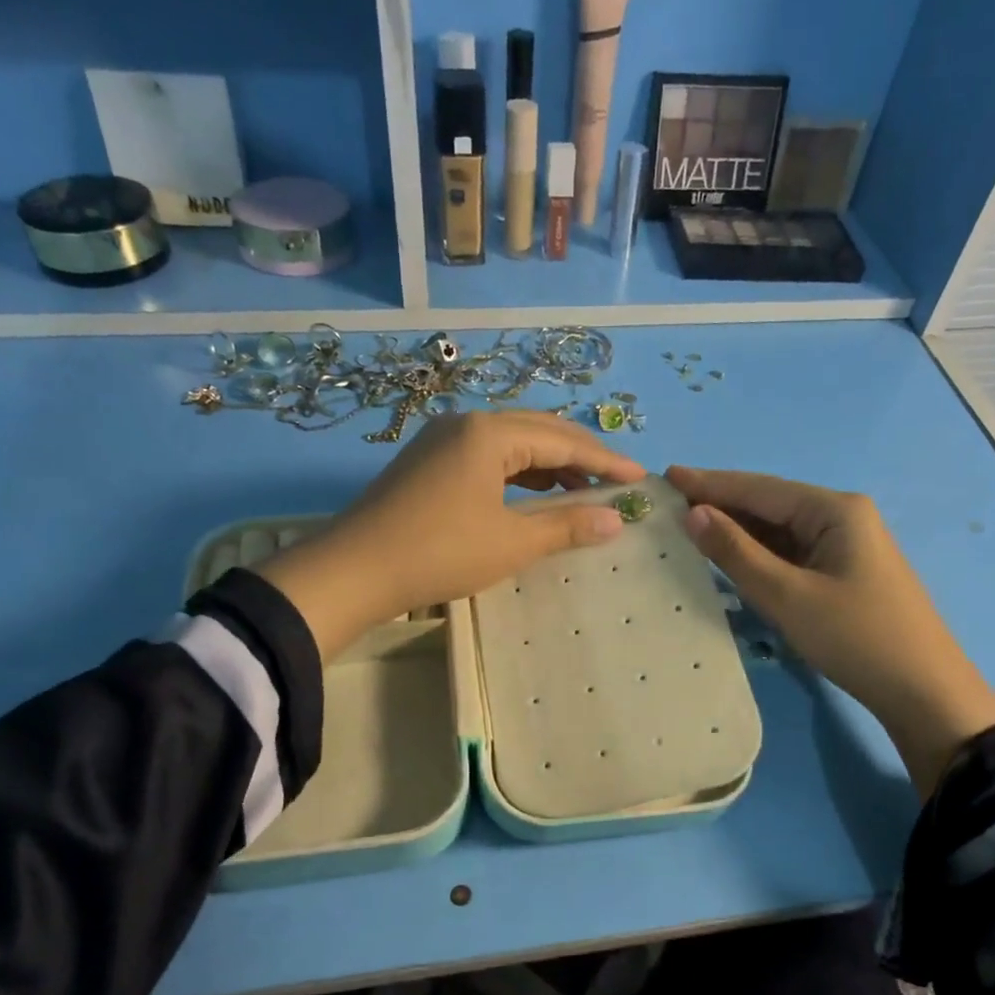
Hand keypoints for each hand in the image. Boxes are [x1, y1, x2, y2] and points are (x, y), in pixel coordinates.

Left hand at [260, 412, 644, 658]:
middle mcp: (467, 424)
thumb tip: (617, 520)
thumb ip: (567, 526)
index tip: (640, 477)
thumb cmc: (440, 553)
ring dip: (549, 466)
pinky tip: (533, 495)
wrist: (354, 571)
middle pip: (538, 431)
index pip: (562, 440)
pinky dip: (518, 474)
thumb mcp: (511, 542)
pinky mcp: (429, 462)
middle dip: (580, 456)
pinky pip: (488, 458)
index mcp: (490, 433)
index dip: (605, 461)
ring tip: (581, 493)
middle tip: (615, 481)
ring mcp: (443, 441)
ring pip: (512, 444)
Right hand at [666, 466, 994, 788]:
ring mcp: (844, 546)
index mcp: (834, 510)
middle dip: (722, 505)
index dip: (711, 483)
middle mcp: (841, 517)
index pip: (760, 488)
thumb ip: (737, 553)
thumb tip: (694, 514)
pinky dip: (758, 555)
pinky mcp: (842, 573)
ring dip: (738, 531)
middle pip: (770, 504)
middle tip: (670, 504)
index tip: (667, 475)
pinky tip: (730, 558)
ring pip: (779, 531)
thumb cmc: (855, 637)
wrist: (922, 691)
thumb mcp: (787, 596)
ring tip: (689, 528)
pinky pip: (791, 554)